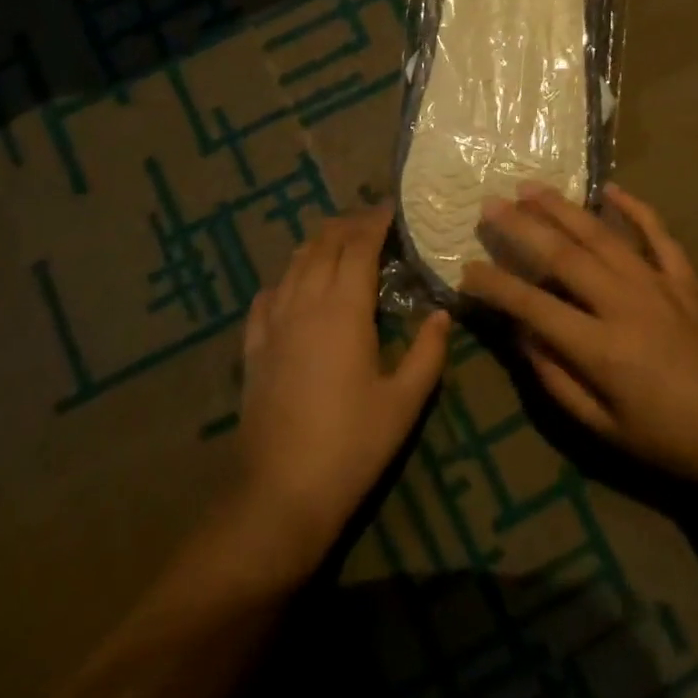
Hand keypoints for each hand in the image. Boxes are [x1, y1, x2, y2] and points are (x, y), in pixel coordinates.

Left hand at [238, 205, 450, 561]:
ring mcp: (274, 323)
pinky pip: (266, 297)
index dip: (375, 222)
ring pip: (293, 264)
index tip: (392, 208)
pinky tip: (290, 285)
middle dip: (347, 225)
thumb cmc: (352, 444)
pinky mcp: (254, 347)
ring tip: (336, 240)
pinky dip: (284, 279)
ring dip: (316, 244)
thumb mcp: (404, 402)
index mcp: (345, 309)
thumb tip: (442, 314)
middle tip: (370, 219)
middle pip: (323, 245)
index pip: (359, 247)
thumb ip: (427, 353)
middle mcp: (306, 302)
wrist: (280, 489)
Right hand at [461, 184, 697, 495]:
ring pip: (602, 235)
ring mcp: (659, 285)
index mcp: (601, 348)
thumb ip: (557, 380)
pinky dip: (634, 208)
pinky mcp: (686, 279)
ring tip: (530, 188)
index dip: (495, 285)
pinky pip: (658, 234)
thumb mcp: (605, 429)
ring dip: (563, 209)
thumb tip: (522, 336)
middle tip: (489, 205)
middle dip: (521, 227)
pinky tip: (610, 189)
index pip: (532, 305)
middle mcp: (625, 304)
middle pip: (563, 255)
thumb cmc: (672, 441)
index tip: (467, 269)